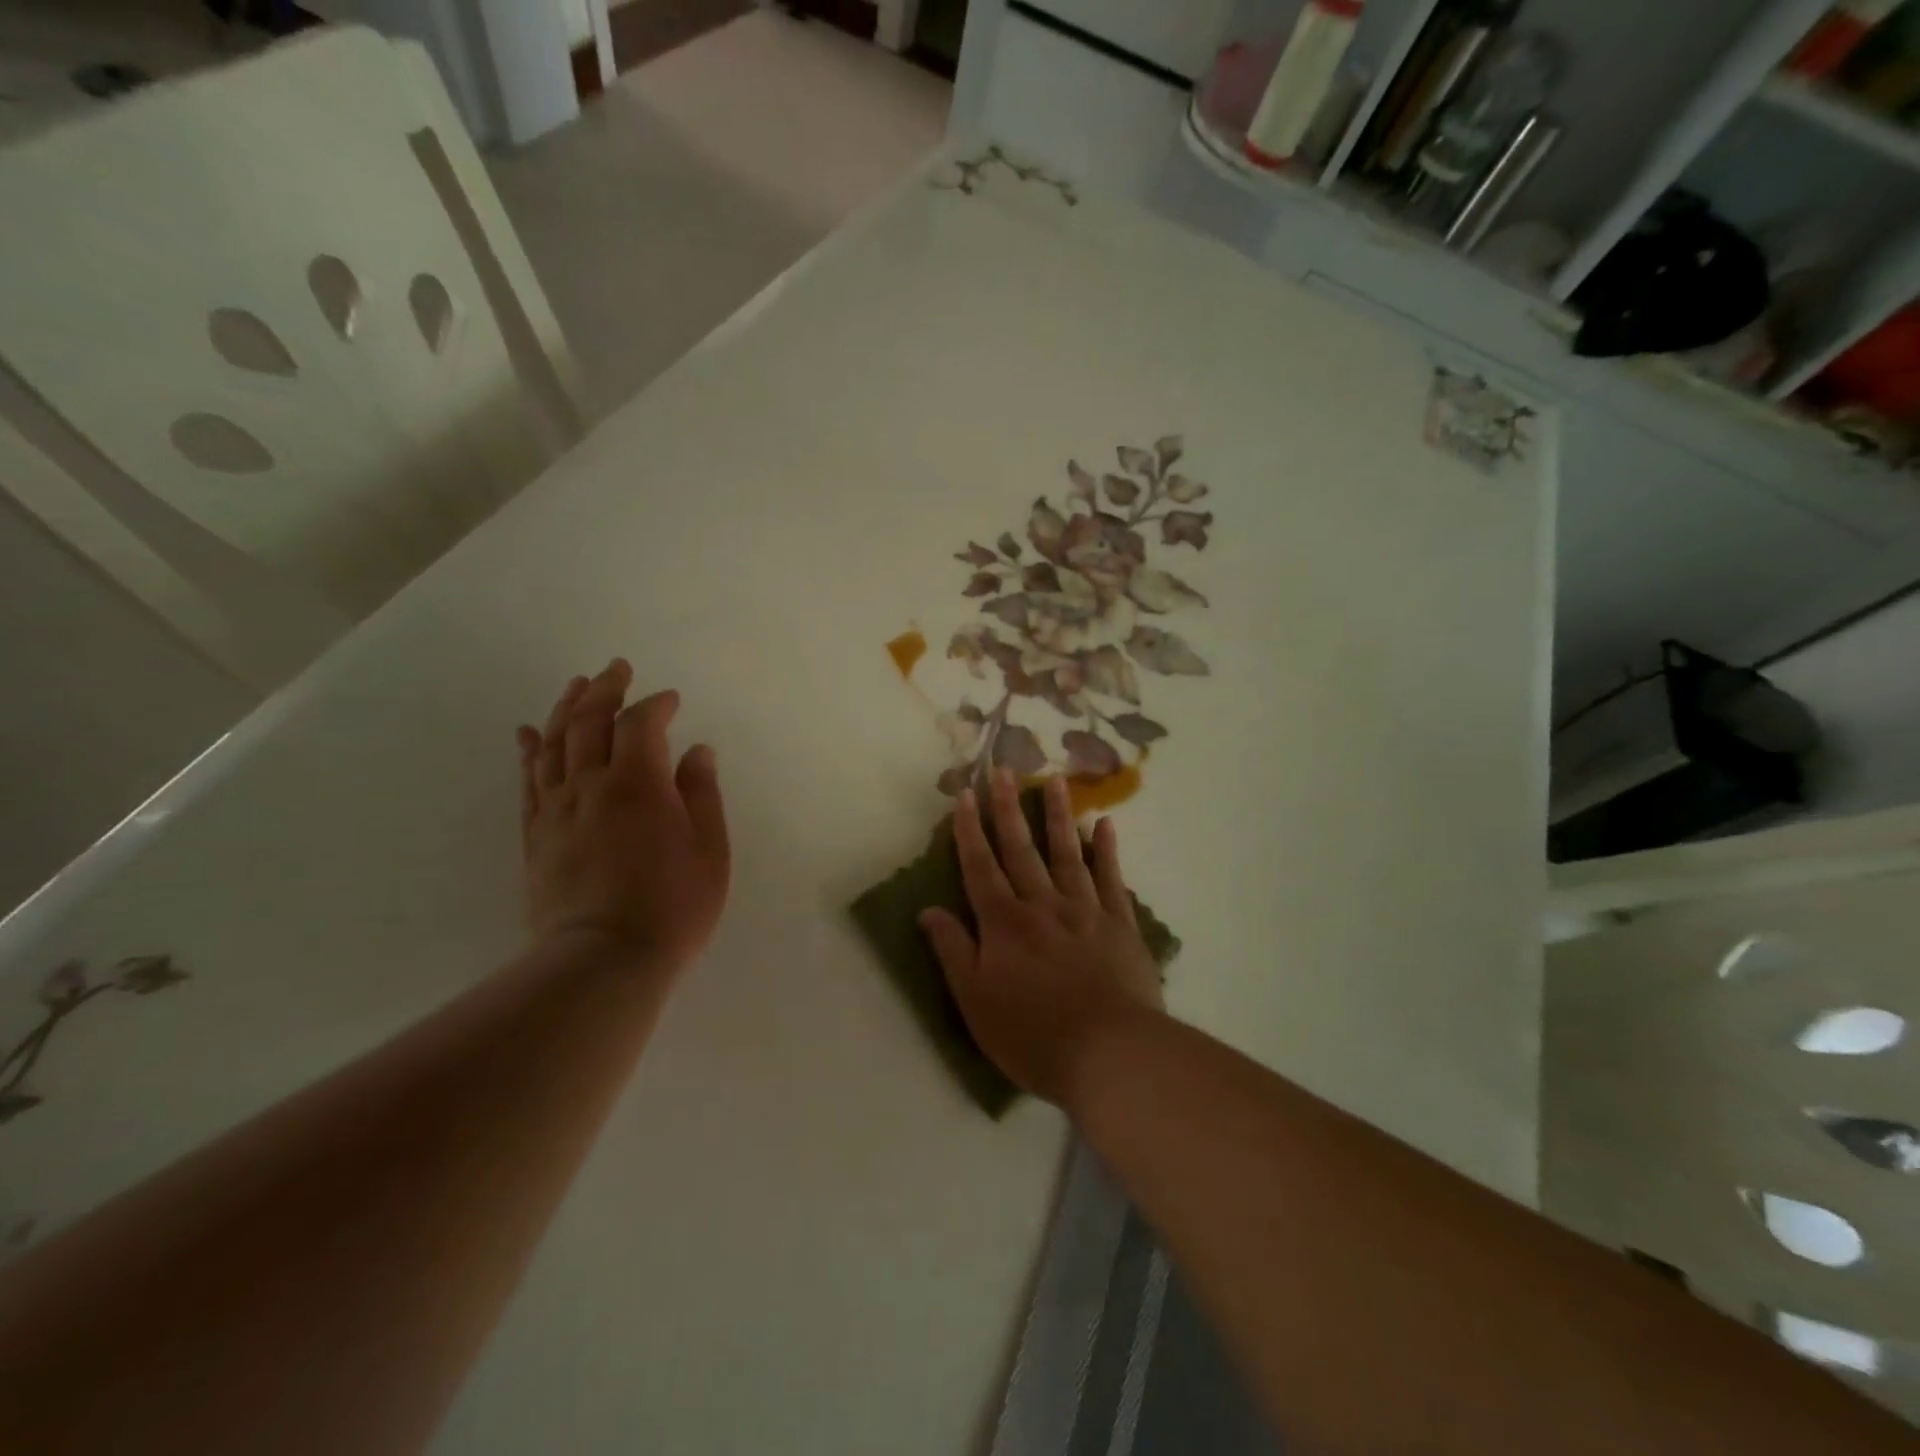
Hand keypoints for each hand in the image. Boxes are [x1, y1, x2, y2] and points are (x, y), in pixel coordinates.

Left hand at [516, 659, 729, 969]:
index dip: (656, 704)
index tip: (672, 699)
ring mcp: (557, 809)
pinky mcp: (536, 835)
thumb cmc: (673, 904)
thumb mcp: (709, 848)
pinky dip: (529, 750)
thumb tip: (697, 751)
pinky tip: (528, 733)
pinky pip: (529, 781)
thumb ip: (701, 793)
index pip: (641, 723)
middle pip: (589, 721)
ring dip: (565, 708)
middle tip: (617, 668)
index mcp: (638, 783)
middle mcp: (591, 784)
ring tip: (576, 685)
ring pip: (553, 743)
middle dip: (605, 689)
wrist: (604, 959)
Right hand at [919, 770, 1162, 1106]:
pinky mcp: (1120, 924)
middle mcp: (1042, 904)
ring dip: (1057, 815)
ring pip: (1067, 853)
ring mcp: (1085, 910)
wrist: (1109, 1053)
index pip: (980, 866)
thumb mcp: (975, 1000)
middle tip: (1004, 769)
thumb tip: (927, 909)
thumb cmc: (1031, 1034)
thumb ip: (953, 950)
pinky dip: (1107, 850)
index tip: (964, 794)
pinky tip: (1104, 824)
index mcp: (1004, 923)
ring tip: (1053, 780)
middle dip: (1008, 808)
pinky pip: (1112, 879)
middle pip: (1021, 848)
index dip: (969, 829)